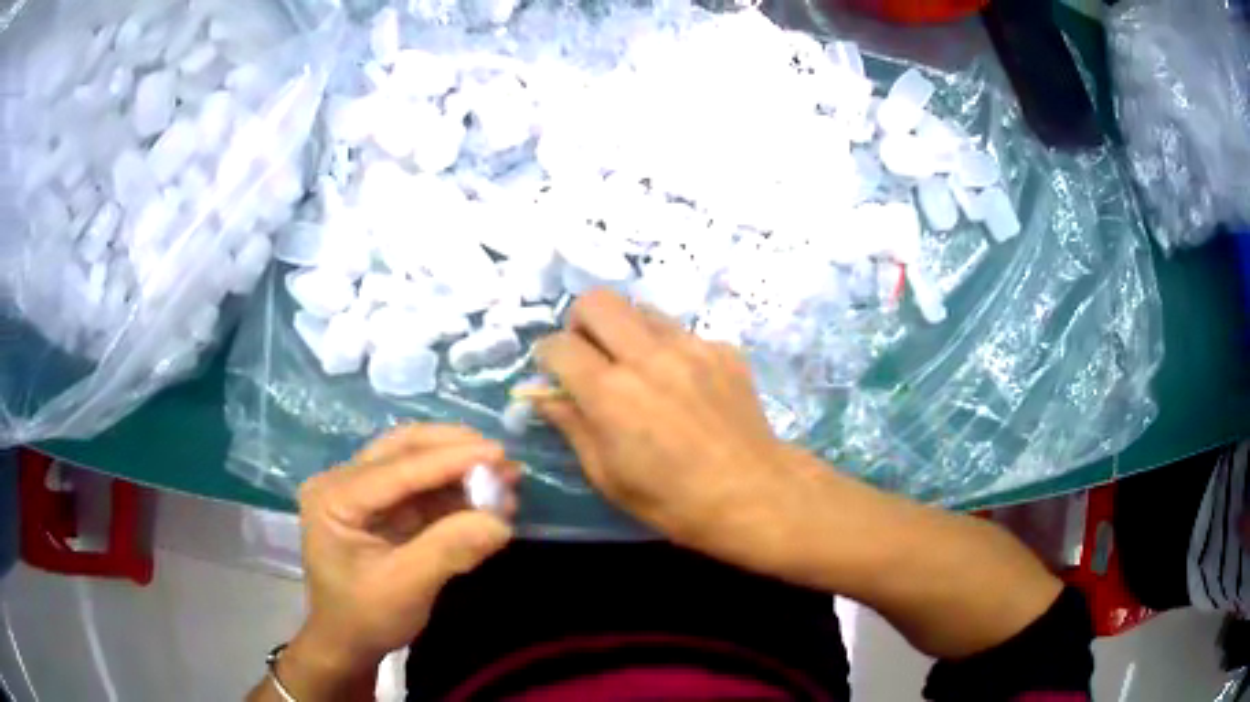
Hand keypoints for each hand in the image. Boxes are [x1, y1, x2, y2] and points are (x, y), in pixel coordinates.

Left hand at [293, 424, 517, 675]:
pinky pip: (422, 488)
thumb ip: (449, 550)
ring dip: (459, 469)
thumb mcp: (406, 588)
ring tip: (505, 477)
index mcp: (334, 496)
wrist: (349, 643)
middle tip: (503, 459)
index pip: (397, 468)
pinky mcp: (382, 507)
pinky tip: (486, 498)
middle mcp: (343, 481)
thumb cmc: (366, 617)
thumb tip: (501, 522)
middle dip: (455, 451)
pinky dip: (455, 490)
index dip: (449, 459)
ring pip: (415, 462)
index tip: (498, 453)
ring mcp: (362, 491)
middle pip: (403, 449)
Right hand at [535, 290, 826, 572]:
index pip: (559, 346)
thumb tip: (544, 395)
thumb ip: (572, 426)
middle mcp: (648, 357)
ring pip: (641, 309)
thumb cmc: (673, 500)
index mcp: (611, 394)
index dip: (546, 356)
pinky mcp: (723, 349)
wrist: (754, 495)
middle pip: (597, 301)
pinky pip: (682, 332)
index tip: (553, 371)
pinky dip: (669, 349)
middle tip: (588, 353)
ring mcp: (691, 347)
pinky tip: (682, 383)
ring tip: (636, 366)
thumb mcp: (608, 476)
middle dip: (580, 322)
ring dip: (626, 331)